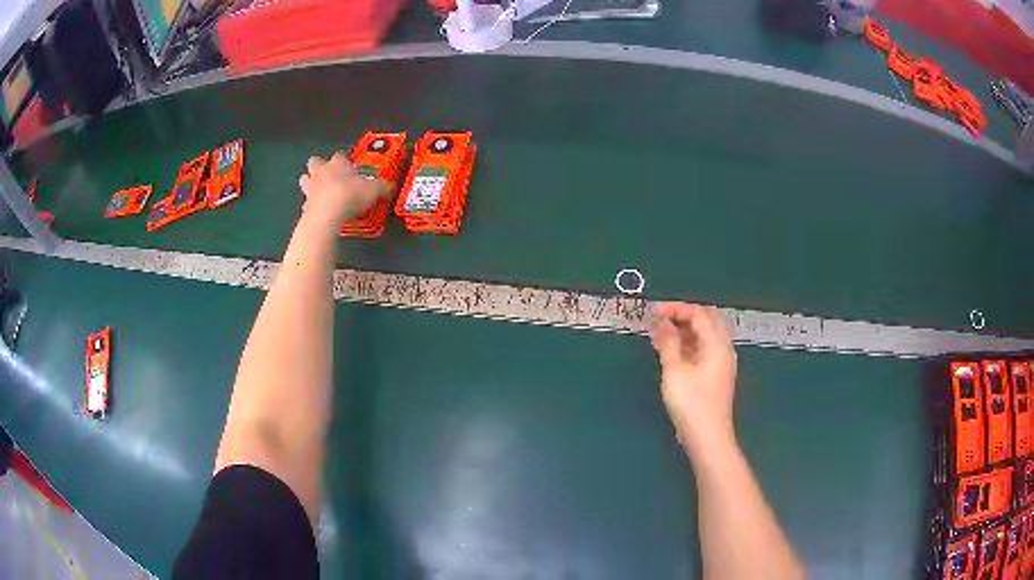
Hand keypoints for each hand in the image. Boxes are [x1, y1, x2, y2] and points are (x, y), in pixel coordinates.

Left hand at [298, 152, 388, 229]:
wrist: (328, 215)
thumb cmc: (350, 195)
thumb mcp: (374, 190)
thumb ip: (382, 186)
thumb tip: (390, 186)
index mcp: (338, 164)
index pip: (340, 155)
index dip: (344, 159)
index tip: (349, 164)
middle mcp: (322, 172)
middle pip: (315, 162)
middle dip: (319, 165)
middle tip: (327, 173)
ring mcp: (310, 188)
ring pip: (304, 179)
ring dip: (309, 182)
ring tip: (319, 190)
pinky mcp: (305, 206)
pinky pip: (306, 203)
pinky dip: (310, 206)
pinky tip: (317, 210)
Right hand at [651, 303, 738, 454]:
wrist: (708, 437)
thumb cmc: (691, 403)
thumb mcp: (675, 371)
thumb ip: (668, 343)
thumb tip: (661, 323)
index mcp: (717, 344)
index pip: (699, 314)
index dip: (676, 308)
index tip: (653, 312)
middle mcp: (723, 349)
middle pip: (707, 320)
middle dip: (683, 315)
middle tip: (660, 320)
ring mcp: (721, 363)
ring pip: (705, 336)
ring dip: (685, 330)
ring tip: (661, 334)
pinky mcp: (716, 376)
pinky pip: (704, 349)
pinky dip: (688, 344)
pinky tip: (672, 352)